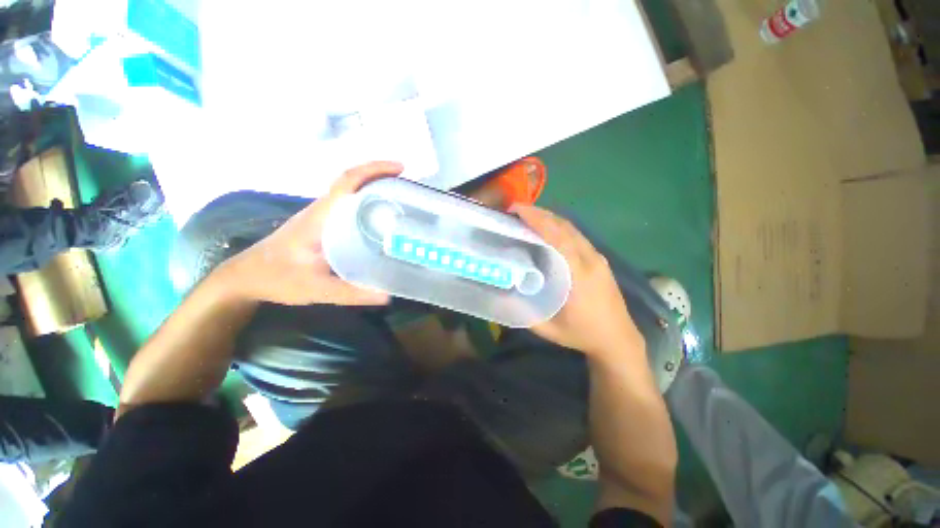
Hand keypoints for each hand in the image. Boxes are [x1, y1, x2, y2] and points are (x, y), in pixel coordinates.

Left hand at [220, 161, 402, 305]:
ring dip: (374, 188)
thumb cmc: (277, 278)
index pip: (347, 181)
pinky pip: (348, 206)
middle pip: (352, 182)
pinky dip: (367, 203)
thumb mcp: (316, 289)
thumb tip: (387, 295)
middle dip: (381, 176)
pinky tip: (381, 218)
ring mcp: (321, 216)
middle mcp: (322, 210)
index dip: (373, 169)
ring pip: (350, 193)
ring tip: (401, 199)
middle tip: (408, 187)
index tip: (399, 168)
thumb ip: (351, 293)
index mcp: (321, 217)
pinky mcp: (322, 224)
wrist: (245, 277)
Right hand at [512, 205, 643, 357]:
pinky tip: (548, 230)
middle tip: (517, 210)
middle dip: (540, 214)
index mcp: (579, 274)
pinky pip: (578, 236)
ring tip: (528, 216)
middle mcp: (591, 259)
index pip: (558, 238)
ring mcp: (598, 258)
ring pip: (573, 229)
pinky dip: (560, 227)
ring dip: (550, 218)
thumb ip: (524, 313)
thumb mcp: (549, 330)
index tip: (517, 210)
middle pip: (565, 227)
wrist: (619, 339)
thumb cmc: (583, 334)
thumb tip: (501, 296)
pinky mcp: (600, 260)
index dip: (537, 220)